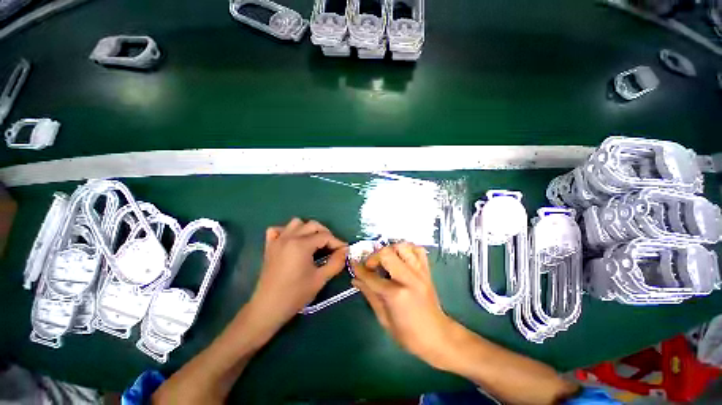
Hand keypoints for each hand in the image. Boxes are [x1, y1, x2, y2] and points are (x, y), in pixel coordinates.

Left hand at [248, 218, 347, 334]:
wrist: (268, 308)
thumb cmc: (296, 294)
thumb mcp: (320, 279)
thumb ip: (336, 262)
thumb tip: (345, 250)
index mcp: (301, 245)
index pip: (325, 236)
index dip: (337, 242)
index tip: (344, 250)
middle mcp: (289, 237)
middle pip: (313, 225)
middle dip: (325, 233)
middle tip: (331, 247)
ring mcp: (278, 240)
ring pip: (296, 223)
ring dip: (307, 229)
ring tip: (313, 242)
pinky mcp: (269, 246)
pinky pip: (278, 230)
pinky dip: (287, 231)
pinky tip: (292, 241)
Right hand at [352, 243, 459, 369]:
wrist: (438, 337)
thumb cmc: (408, 335)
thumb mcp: (384, 318)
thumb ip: (370, 295)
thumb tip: (355, 280)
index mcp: (396, 294)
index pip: (372, 276)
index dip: (359, 269)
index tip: (353, 263)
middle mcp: (409, 278)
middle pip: (387, 253)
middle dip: (374, 257)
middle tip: (371, 266)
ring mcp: (420, 272)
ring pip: (403, 246)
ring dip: (391, 250)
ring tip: (386, 261)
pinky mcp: (427, 271)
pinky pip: (418, 250)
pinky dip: (408, 250)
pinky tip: (402, 258)